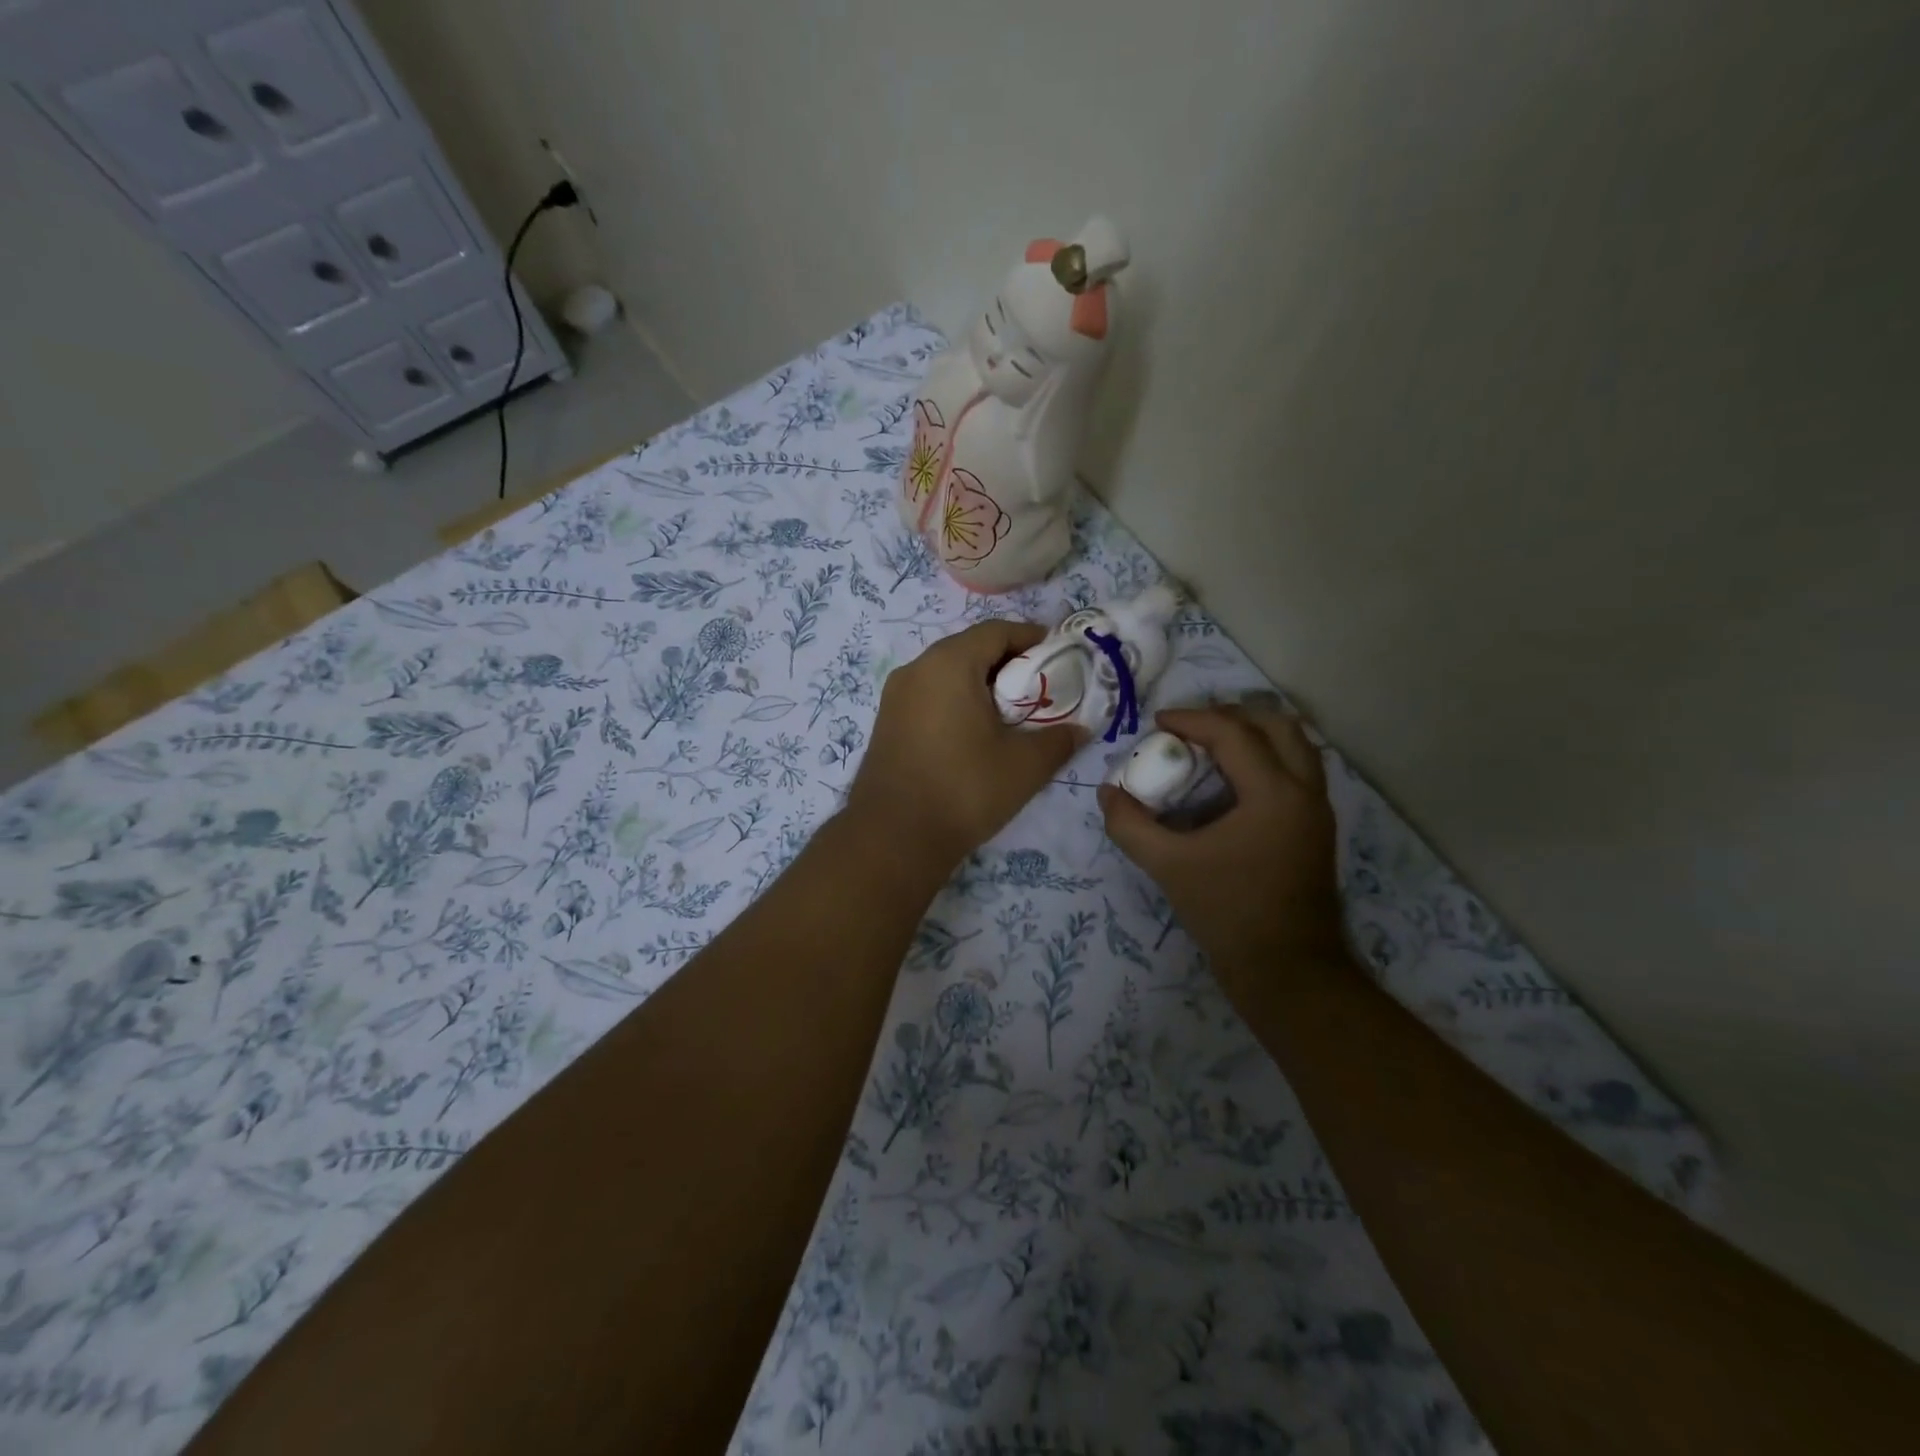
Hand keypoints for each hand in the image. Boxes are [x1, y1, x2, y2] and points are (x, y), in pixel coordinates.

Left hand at [846, 620, 1082, 869]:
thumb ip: (1059, 740)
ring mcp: (896, 695)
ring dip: (982, 684)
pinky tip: (976, 733)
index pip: (997, 631)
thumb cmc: (964, 789)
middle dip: (1009, 663)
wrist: (893, 836)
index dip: (1032, 638)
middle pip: (971, 648)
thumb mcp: (1025, 766)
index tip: (1060, 658)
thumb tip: (1080, 729)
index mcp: (949, 663)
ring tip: (1012, 714)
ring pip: (948, 673)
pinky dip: (957, 701)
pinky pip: (930, 695)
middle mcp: (917, 668)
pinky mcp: (887, 721)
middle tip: (1040, 690)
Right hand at [1099, 702, 1346, 978]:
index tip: (1157, 723)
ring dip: (1253, 734)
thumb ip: (1131, 825)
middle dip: (1230, 716)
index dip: (1191, 719)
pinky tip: (1231, 781)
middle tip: (1189, 727)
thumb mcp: (1168, 866)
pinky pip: (1297, 771)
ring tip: (1211, 746)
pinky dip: (1266, 758)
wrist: (1288, 971)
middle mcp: (1305, 791)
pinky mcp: (1316, 830)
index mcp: (1274, 793)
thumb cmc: (1228, 912)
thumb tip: (1108, 793)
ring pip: (1295, 746)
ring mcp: (1317, 811)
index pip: (1233, 733)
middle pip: (1276, 725)